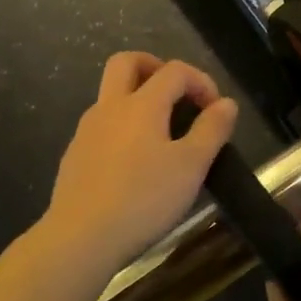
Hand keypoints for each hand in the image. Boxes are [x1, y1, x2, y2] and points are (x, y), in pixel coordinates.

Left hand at [38, 52, 238, 277]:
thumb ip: (211, 130)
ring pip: (110, 95)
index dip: (200, 80)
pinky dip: (122, 128)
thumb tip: (226, 103)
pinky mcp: (74, 156)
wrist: (80, 238)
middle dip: (155, 67)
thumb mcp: (190, 166)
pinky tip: (135, 164)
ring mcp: (86, 131)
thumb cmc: (143, 199)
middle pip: (126, 62)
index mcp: (141, 104)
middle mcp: (109, 107)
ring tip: (162, 134)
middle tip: (177, 93)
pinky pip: (101, 126)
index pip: (174, 71)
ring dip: (137, 99)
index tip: (216, 109)